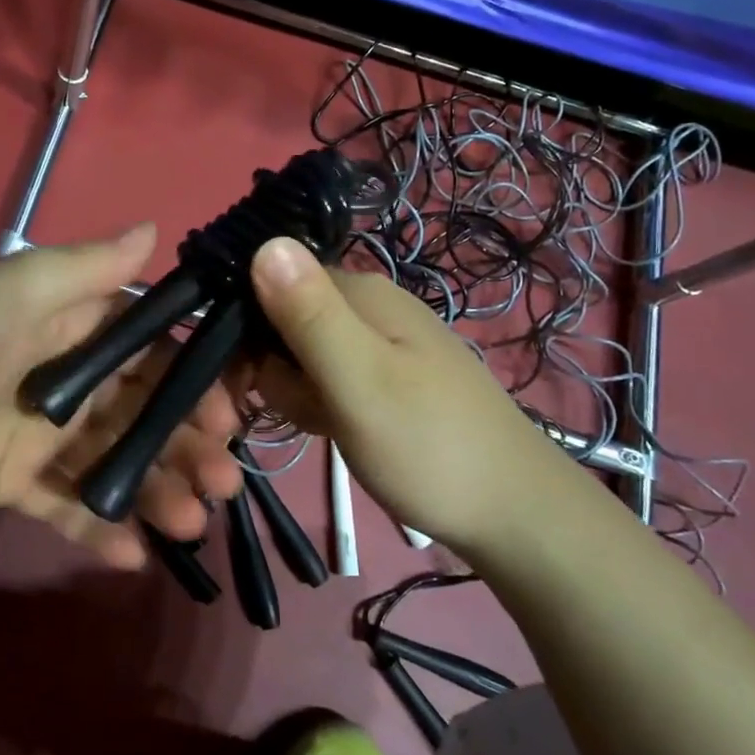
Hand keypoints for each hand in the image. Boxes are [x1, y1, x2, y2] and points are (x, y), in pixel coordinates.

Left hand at [0, 225, 243, 567]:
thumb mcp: (13, 293)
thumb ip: (86, 268)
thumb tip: (155, 229)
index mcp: (72, 330)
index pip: (152, 349)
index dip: (195, 378)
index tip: (230, 411)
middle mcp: (68, 380)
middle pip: (145, 410)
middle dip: (188, 443)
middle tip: (225, 480)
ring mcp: (44, 435)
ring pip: (117, 461)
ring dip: (158, 489)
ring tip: (191, 523)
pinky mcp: (17, 483)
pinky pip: (69, 507)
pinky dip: (102, 529)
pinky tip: (136, 556)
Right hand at [245, 236, 585, 552]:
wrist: (514, 514)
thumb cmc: (429, 446)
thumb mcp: (360, 381)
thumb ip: (309, 315)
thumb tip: (264, 241)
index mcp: (359, 292)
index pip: (269, 284)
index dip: (244, 332)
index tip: (239, 383)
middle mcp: (367, 305)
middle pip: (282, 321)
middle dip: (274, 369)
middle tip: (300, 412)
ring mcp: (380, 343)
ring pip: (302, 356)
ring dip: (297, 393)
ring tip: (325, 426)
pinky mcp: (386, 378)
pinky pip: (328, 379)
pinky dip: (321, 405)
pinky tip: (336, 431)